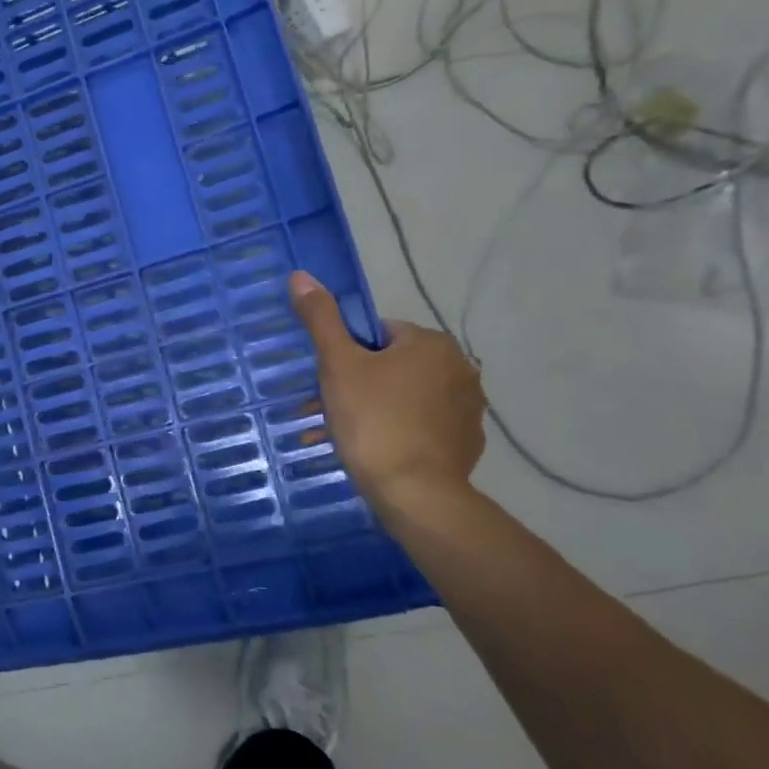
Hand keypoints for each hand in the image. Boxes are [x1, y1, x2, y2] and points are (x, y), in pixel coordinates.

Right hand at [287, 272, 485, 510]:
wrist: (414, 493)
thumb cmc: (373, 421)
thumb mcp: (338, 365)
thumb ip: (321, 319)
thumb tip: (300, 276)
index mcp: (431, 343)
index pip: (378, 334)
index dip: (347, 354)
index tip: (329, 381)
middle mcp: (459, 368)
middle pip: (392, 366)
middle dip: (358, 385)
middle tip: (328, 411)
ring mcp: (467, 409)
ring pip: (406, 398)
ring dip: (375, 411)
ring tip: (344, 437)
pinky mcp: (466, 443)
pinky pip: (423, 427)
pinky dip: (399, 434)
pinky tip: (375, 454)